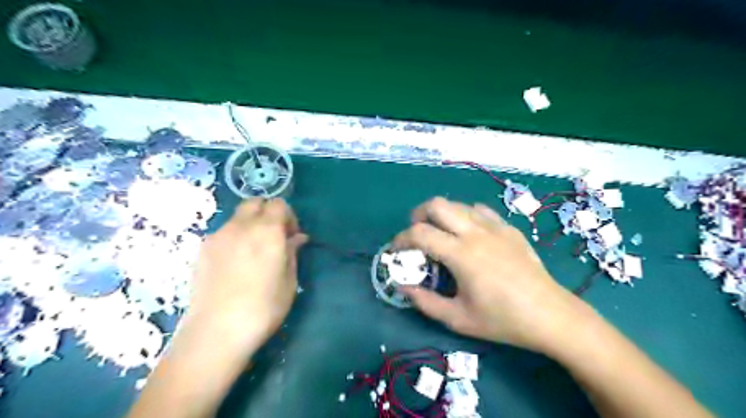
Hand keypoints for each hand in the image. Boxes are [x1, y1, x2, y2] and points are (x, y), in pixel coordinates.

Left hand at [189, 199, 310, 352]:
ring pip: (238, 217)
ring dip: (250, 225)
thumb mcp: (289, 281)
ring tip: (253, 252)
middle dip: (268, 213)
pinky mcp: (202, 249)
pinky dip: (235, 237)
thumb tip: (297, 238)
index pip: (279, 204)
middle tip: (273, 237)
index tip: (290, 237)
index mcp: (267, 231)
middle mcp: (241, 226)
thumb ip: (292, 252)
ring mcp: (218, 236)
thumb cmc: (263, 307)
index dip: (288, 217)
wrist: (216, 331)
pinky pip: (224, 233)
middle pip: (255, 203)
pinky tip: (235, 263)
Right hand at [396, 198, 588, 351]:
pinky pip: (479, 210)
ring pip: (458, 204)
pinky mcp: (508, 228)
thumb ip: (425, 302)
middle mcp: (475, 232)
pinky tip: (469, 235)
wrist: (550, 315)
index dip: (400, 239)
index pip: (419, 233)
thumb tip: (403, 286)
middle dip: (418, 215)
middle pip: (437, 204)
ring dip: (442, 216)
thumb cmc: (502, 320)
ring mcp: (494, 226)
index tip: (395, 251)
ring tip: (441, 236)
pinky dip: (465, 216)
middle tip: (416, 235)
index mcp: (461, 254)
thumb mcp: (458, 319)